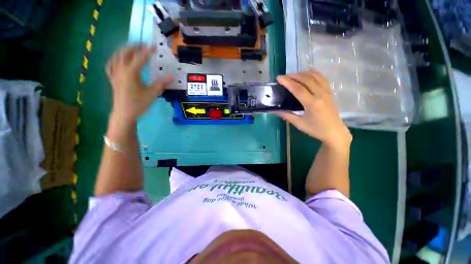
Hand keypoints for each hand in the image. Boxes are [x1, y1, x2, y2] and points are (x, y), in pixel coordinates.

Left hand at [106, 44, 172, 123]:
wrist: (124, 114)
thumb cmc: (139, 104)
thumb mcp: (152, 94)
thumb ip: (162, 83)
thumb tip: (172, 76)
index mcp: (131, 73)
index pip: (140, 58)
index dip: (148, 51)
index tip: (154, 46)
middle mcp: (120, 70)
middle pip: (125, 52)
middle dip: (135, 46)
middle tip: (144, 45)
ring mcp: (114, 73)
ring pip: (117, 56)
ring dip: (125, 50)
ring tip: (133, 49)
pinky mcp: (112, 78)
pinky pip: (111, 64)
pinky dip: (115, 58)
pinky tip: (119, 59)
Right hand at [276, 71, 351, 147]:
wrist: (335, 132)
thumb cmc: (316, 130)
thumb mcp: (299, 124)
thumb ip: (286, 115)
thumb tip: (274, 110)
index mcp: (312, 104)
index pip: (298, 89)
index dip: (287, 82)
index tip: (279, 78)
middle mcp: (321, 95)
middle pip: (306, 80)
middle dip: (293, 76)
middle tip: (283, 77)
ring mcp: (327, 92)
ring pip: (315, 77)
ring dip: (303, 74)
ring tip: (293, 75)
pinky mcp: (329, 92)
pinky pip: (322, 79)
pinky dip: (314, 74)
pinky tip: (308, 73)